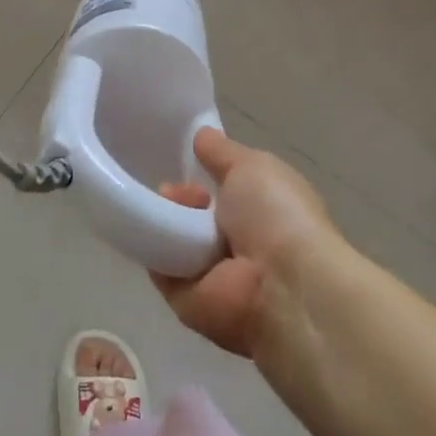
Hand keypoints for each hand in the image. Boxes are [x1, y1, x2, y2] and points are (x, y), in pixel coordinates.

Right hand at [152, 128, 338, 359]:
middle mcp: (239, 246)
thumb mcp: (252, 165)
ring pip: (173, 236)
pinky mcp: (186, 301)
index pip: (224, 191)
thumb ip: (222, 152)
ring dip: (167, 217)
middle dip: (181, 194)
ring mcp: (212, 276)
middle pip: (193, 212)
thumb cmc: (277, 216)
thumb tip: (201, 134)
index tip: (192, 161)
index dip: (204, 173)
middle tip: (178, 191)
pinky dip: (152, 248)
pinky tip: (153, 229)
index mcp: (263, 214)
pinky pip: (159, 268)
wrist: (282, 287)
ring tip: (171, 208)